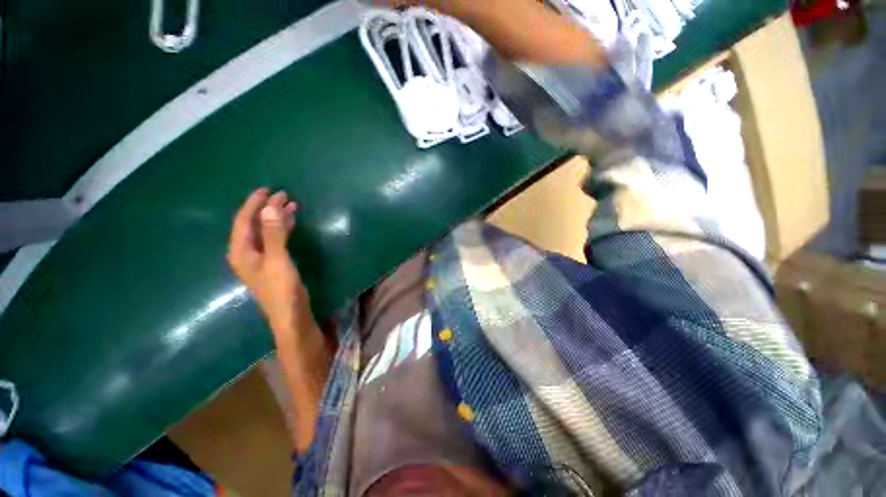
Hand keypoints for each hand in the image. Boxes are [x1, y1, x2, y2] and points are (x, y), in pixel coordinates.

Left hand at [227, 188, 308, 331]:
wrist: (290, 314)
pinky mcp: (273, 262)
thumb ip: (274, 234)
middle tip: (283, 195)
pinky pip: (275, 238)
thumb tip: (270, 207)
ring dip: (276, 217)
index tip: (266, 189)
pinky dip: (282, 228)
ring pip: (266, 231)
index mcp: (241, 250)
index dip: (254, 204)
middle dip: (267, 208)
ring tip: (290, 204)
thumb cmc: (280, 288)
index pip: (244, 220)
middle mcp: (247, 252)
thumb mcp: (277, 259)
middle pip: (254, 224)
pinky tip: (291, 222)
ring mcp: (260, 257)